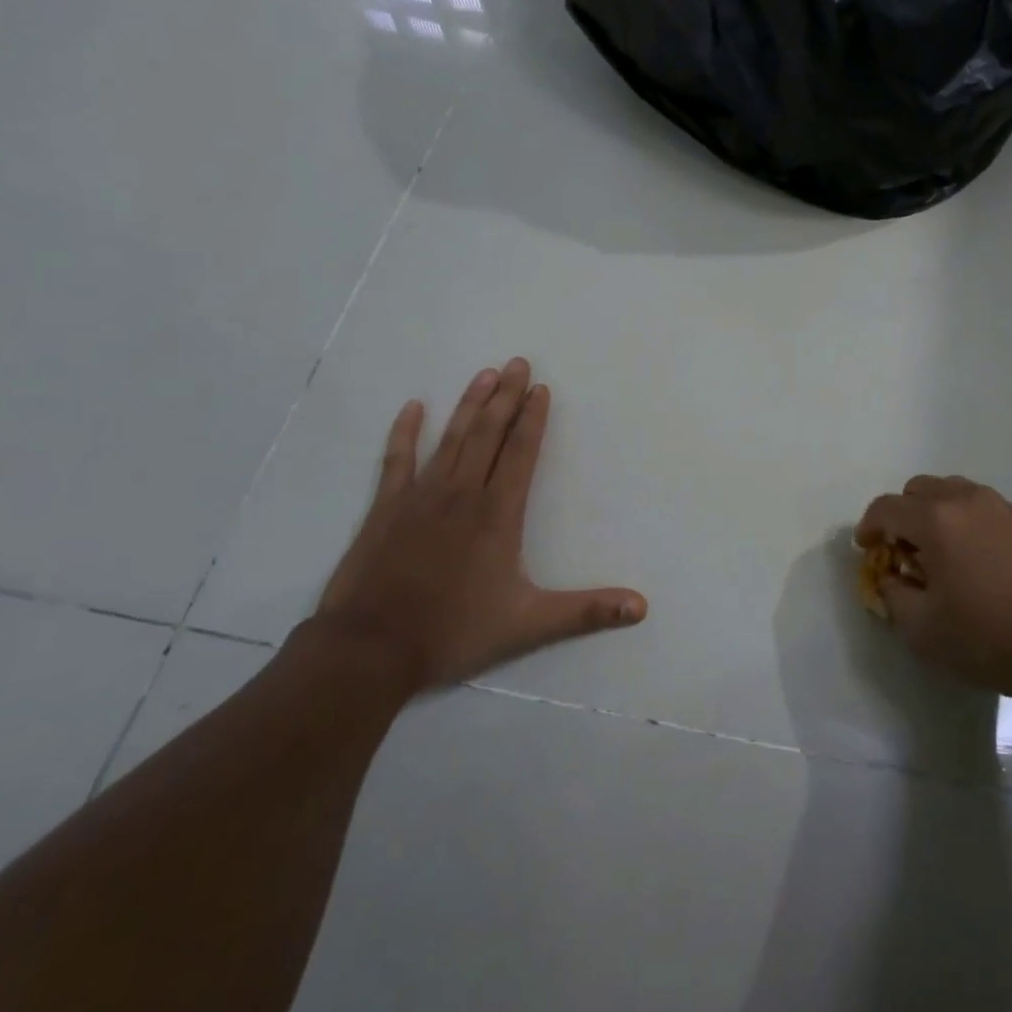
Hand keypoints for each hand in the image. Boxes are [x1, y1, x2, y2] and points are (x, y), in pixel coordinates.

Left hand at [313, 359, 646, 694]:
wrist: (370, 649)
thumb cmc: (454, 631)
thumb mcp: (529, 625)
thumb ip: (587, 612)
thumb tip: (641, 607)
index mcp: (498, 514)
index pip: (521, 452)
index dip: (533, 419)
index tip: (541, 388)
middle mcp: (462, 493)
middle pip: (489, 433)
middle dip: (506, 396)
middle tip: (517, 362)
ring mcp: (420, 496)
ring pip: (451, 438)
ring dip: (470, 404)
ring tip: (484, 373)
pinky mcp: (386, 507)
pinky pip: (397, 459)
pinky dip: (405, 431)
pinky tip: (413, 407)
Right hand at [855, 476, 1011, 705]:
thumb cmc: (990, 638)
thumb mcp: (923, 630)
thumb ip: (893, 596)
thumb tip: (891, 578)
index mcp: (936, 519)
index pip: (886, 508)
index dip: (869, 527)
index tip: (868, 551)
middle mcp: (969, 500)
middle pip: (920, 489)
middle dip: (903, 516)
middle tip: (905, 553)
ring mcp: (1005, 508)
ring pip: (956, 494)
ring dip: (937, 516)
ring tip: (943, 557)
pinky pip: (985, 510)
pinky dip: (969, 525)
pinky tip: (980, 565)